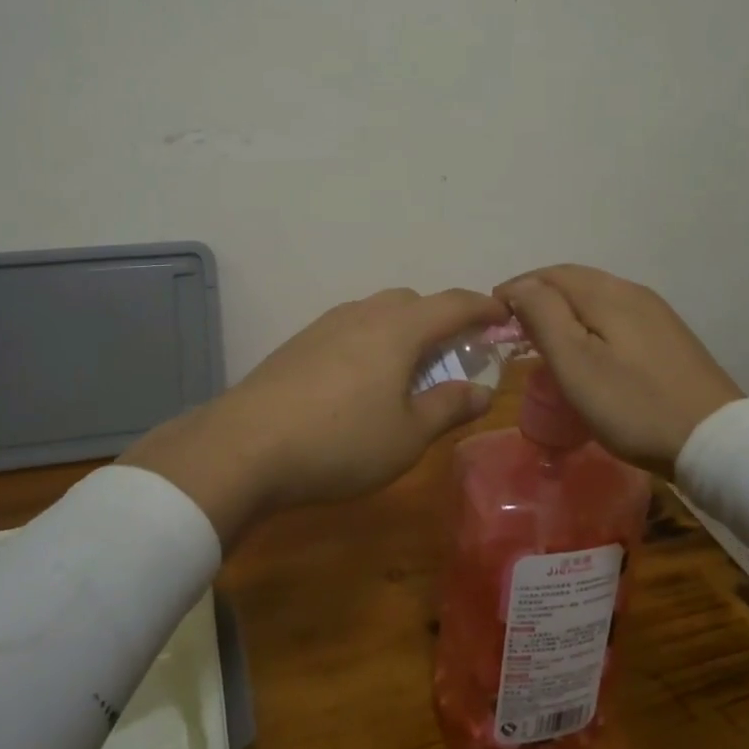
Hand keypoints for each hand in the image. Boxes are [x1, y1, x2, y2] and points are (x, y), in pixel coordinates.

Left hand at [120, 286, 507, 546]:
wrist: (245, 446)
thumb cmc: (341, 441)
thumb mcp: (408, 435)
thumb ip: (449, 407)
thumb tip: (482, 390)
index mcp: (399, 329)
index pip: (453, 303)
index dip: (483, 307)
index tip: (503, 315)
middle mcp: (363, 314)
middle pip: (413, 302)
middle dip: (440, 320)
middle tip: (452, 355)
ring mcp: (325, 325)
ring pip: (377, 313)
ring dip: (402, 331)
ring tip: (407, 372)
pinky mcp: (298, 343)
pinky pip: (350, 329)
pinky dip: (371, 342)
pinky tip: (361, 382)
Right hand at [495, 265, 743, 475]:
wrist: (716, 442)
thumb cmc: (633, 404)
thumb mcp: (576, 363)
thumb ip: (543, 316)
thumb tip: (520, 287)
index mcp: (607, 293)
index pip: (550, 274)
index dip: (517, 289)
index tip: (492, 316)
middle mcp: (632, 292)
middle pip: (574, 281)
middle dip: (538, 296)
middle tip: (512, 326)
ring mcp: (656, 314)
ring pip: (596, 298)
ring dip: (563, 309)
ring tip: (542, 338)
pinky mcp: (668, 338)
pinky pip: (615, 316)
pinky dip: (588, 322)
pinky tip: (586, 350)